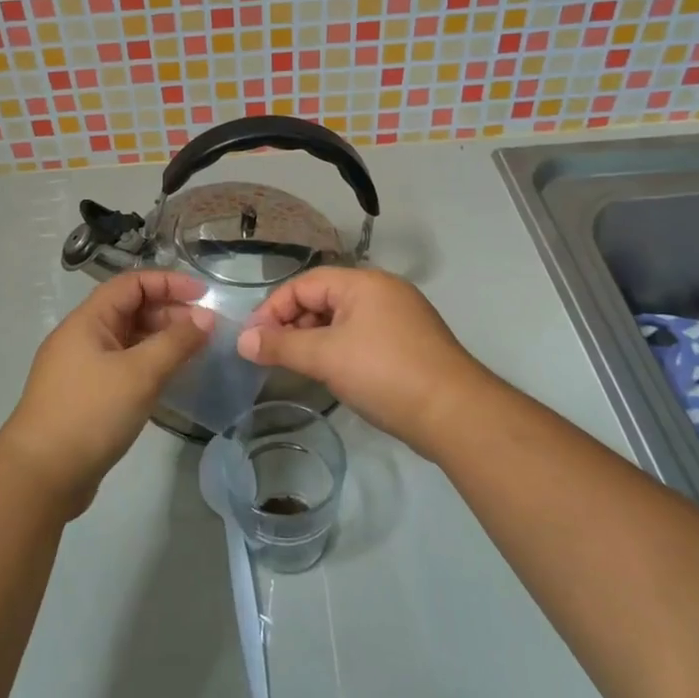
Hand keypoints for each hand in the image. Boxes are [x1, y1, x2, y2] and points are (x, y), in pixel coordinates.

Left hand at [0, 271, 213, 514]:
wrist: (40, 476)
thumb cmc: (90, 413)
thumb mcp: (139, 374)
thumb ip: (176, 342)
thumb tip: (206, 317)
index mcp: (88, 320)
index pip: (132, 283)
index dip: (169, 283)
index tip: (205, 296)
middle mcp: (82, 337)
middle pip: (130, 309)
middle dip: (169, 313)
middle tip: (205, 331)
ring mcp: (82, 368)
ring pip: (128, 340)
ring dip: (161, 341)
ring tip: (194, 354)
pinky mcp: (86, 397)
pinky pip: (123, 367)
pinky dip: (148, 366)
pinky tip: (170, 381)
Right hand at [237, 267, 492, 454]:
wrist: (455, 414)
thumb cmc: (384, 373)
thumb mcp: (325, 357)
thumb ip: (281, 346)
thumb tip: (243, 341)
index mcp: (362, 282)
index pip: (304, 284)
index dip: (273, 309)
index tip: (253, 340)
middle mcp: (382, 291)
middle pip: (323, 298)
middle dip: (293, 324)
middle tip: (271, 354)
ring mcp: (400, 317)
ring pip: (343, 319)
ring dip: (314, 338)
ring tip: (297, 366)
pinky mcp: (410, 344)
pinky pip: (362, 336)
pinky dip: (339, 349)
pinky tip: (331, 373)